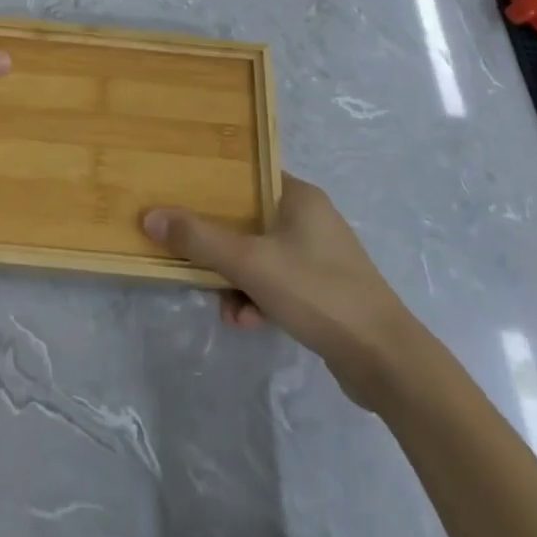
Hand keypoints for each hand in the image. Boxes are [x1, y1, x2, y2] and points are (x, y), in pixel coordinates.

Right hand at [143, 179, 415, 408]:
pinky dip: (259, 298)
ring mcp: (319, 255)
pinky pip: (277, 282)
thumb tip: (151, 216)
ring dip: (237, 280)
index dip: (214, 188)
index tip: (184, 201)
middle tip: (196, 262)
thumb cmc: (317, 292)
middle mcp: (310, 218)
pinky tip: (248, 322)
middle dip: (220, 247)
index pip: (247, 177)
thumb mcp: (251, 263)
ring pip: (260, 255)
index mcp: (299, 196)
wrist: (385, 359)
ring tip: (227, 308)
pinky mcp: (324, 289)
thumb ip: (199, 239)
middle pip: (248, 220)